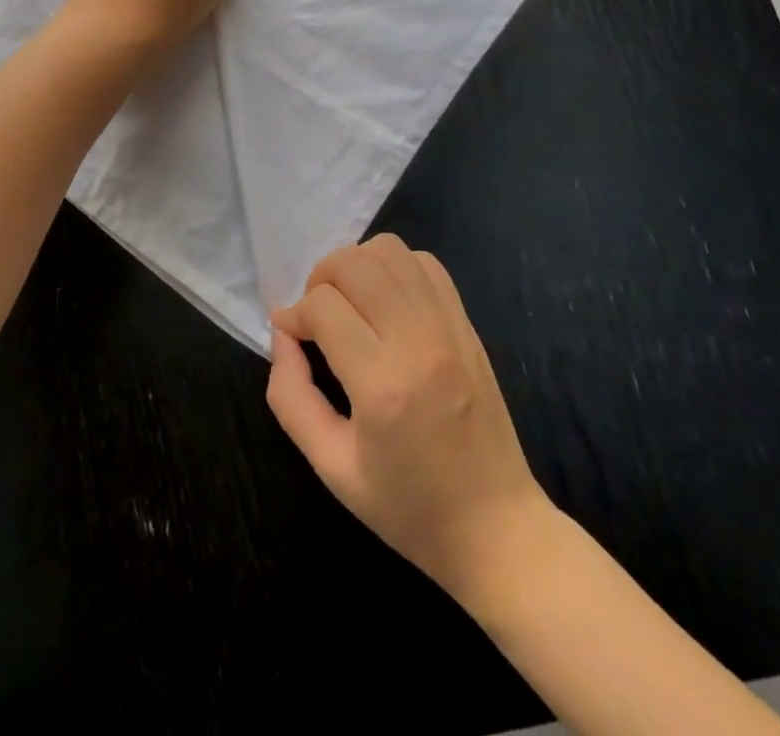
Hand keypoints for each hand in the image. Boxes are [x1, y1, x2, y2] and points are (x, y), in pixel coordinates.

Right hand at [266, 235, 556, 604]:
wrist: (497, 528)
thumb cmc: (408, 508)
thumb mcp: (331, 467)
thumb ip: (291, 396)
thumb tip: (282, 335)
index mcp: (383, 385)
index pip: (323, 306)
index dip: (294, 315)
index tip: (290, 337)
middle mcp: (419, 342)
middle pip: (355, 263)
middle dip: (320, 279)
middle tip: (316, 317)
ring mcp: (449, 327)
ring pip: (390, 251)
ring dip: (356, 266)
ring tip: (349, 303)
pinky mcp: (467, 324)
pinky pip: (425, 264)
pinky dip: (394, 268)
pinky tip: (384, 303)